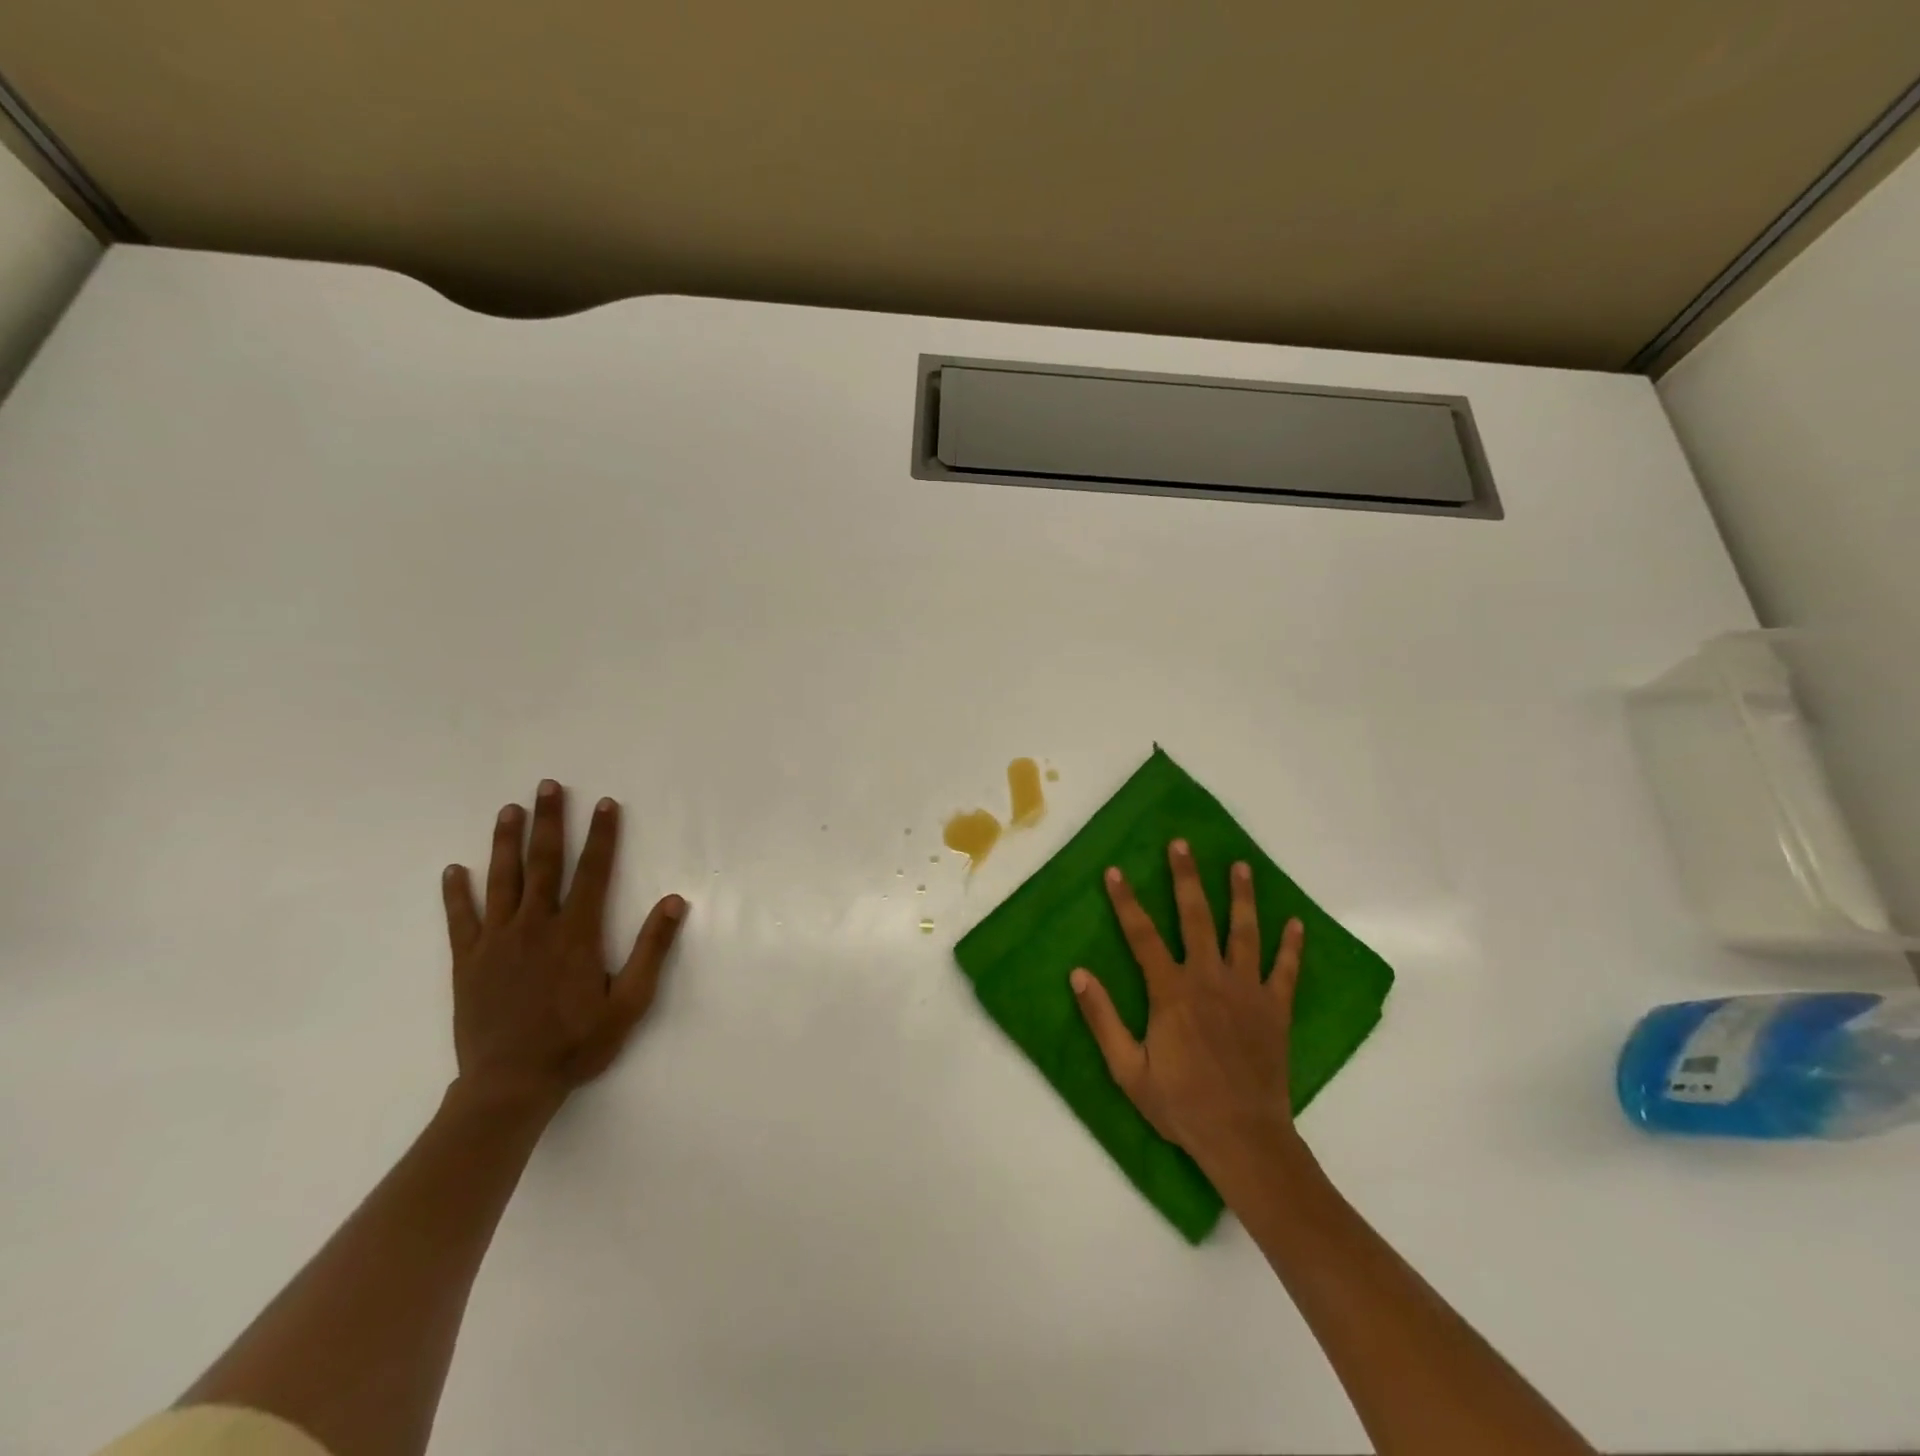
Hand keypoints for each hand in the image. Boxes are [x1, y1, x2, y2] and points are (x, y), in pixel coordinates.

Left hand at [441, 779, 687, 1111]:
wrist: (509, 1086)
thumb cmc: (577, 1044)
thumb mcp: (630, 1002)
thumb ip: (651, 949)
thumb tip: (674, 901)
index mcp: (575, 934)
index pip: (592, 872)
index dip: (601, 835)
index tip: (605, 803)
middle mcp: (534, 927)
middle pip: (543, 863)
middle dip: (549, 822)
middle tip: (547, 786)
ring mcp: (496, 942)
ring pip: (501, 881)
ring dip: (505, 842)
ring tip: (508, 809)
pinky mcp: (468, 962)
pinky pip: (461, 919)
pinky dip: (456, 893)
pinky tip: (453, 869)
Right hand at [1071, 839, 1303, 1169]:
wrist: (1243, 1138)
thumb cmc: (1180, 1104)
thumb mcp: (1127, 1069)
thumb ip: (1102, 1019)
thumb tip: (1078, 974)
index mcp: (1171, 992)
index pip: (1143, 935)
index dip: (1127, 901)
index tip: (1116, 871)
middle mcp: (1209, 979)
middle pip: (1196, 917)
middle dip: (1186, 878)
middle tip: (1181, 844)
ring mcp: (1247, 991)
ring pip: (1244, 932)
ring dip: (1242, 896)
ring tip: (1240, 865)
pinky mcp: (1275, 1009)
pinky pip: (1286, 970)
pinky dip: (1292, 946)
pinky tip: (1295, 922)